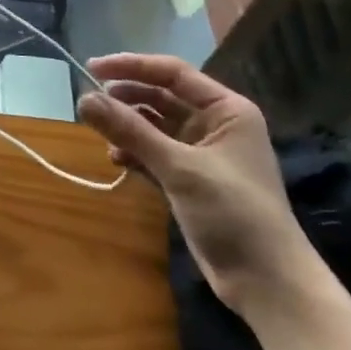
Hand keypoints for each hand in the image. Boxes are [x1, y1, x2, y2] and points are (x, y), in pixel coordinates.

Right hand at [76, 54, 319, 316]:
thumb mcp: (179, 167)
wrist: (267, 283)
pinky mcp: (190, 180)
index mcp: (226, 109)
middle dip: (127, 98)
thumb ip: (130, 131)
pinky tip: (117, 160)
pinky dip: (135, 153)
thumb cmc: (233, 212)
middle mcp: (215, 124)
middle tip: (90, 101)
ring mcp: (202, 153)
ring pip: (155, 126)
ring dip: (128, 127)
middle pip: (162, 97)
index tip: (93, 66)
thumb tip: (83, 98)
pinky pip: (155, 153)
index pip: (173, 73)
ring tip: (101, 133)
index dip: (132, 66)